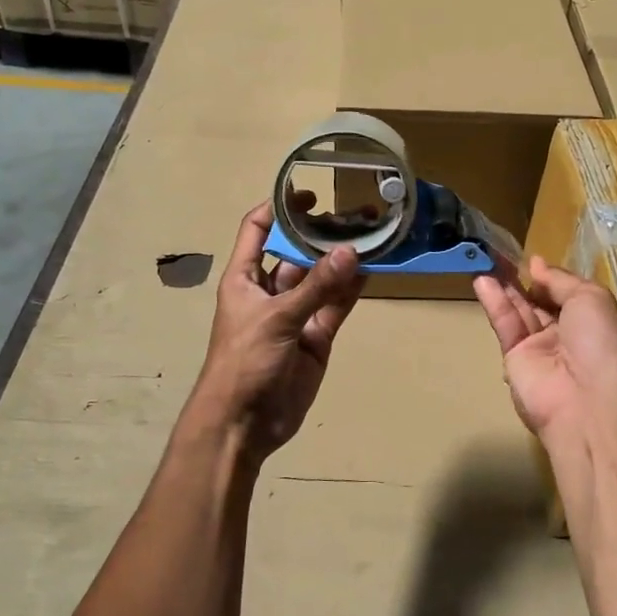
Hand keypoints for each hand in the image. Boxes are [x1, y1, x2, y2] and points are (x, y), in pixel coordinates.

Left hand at [193, 199, 362, 459]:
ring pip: (321, 278)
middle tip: (357, 214)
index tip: (309, 191)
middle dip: (322, 234)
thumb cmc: (244, 361)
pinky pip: (335, 306)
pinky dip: (351, 290)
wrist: (243, 423)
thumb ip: (315, 287)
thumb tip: (350, 252)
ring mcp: (295, 313)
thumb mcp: (276, 318)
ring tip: (372, 236)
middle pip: (297, 252)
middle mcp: (270, 289)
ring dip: (342, 260)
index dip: (278, 207)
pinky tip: (372, 270)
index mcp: (245, 277)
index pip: (258, 229)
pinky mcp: (316, 337)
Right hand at [473, 257, 616, 451]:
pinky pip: (506, 326)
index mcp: (592, 321)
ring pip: (519, 312)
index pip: (566, 294)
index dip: (550, 278)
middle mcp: (566, 334)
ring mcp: (540, 348)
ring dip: (504, 288)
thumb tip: (537, 265)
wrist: (586, 402)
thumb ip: (560, 280)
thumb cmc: (600, 343)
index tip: (531, 261)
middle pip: (539, 302)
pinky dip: (495, 304)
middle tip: (499, 255)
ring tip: (485, 261)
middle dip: (522, 280)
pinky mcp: (515, 359)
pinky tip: (483, 282)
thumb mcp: (591, 298)